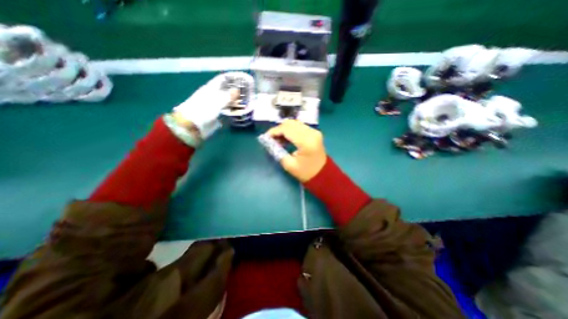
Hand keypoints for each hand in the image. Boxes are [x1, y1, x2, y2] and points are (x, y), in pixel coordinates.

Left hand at [171, 73, 253, 138]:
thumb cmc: (203, 110)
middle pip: (224, 89)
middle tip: (246, 90)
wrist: (192, 125)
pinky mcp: (215, 113)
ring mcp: (214, 104)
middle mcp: (212, 95)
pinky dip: (232, 107)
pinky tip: (238, 108)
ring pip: (226, 98)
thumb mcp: (216, 102)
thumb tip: (237, 90)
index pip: (221, 79)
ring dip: (234, 98)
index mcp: (210, 88)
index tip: (241, 78)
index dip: (230, 78)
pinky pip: (226, 107)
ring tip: (244, 99)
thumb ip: (228, 96)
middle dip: (234, 88)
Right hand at [268, 120, 328, 181]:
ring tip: (278, 139)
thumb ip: (277, 151)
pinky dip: (290, 130)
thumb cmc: (306, 173)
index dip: (274, 131)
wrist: (323, 174)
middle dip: (278, 129)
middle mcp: (311, 133)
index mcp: (306, 142)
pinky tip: (286, 138)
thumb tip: (268, 141)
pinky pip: (299, 126)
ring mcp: (314, 131)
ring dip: (284, 129)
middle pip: (290, 123)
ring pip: (294, 123)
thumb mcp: (289, 165)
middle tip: (271, 139)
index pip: (287, 129)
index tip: (265, 137)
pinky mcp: (314, 132)